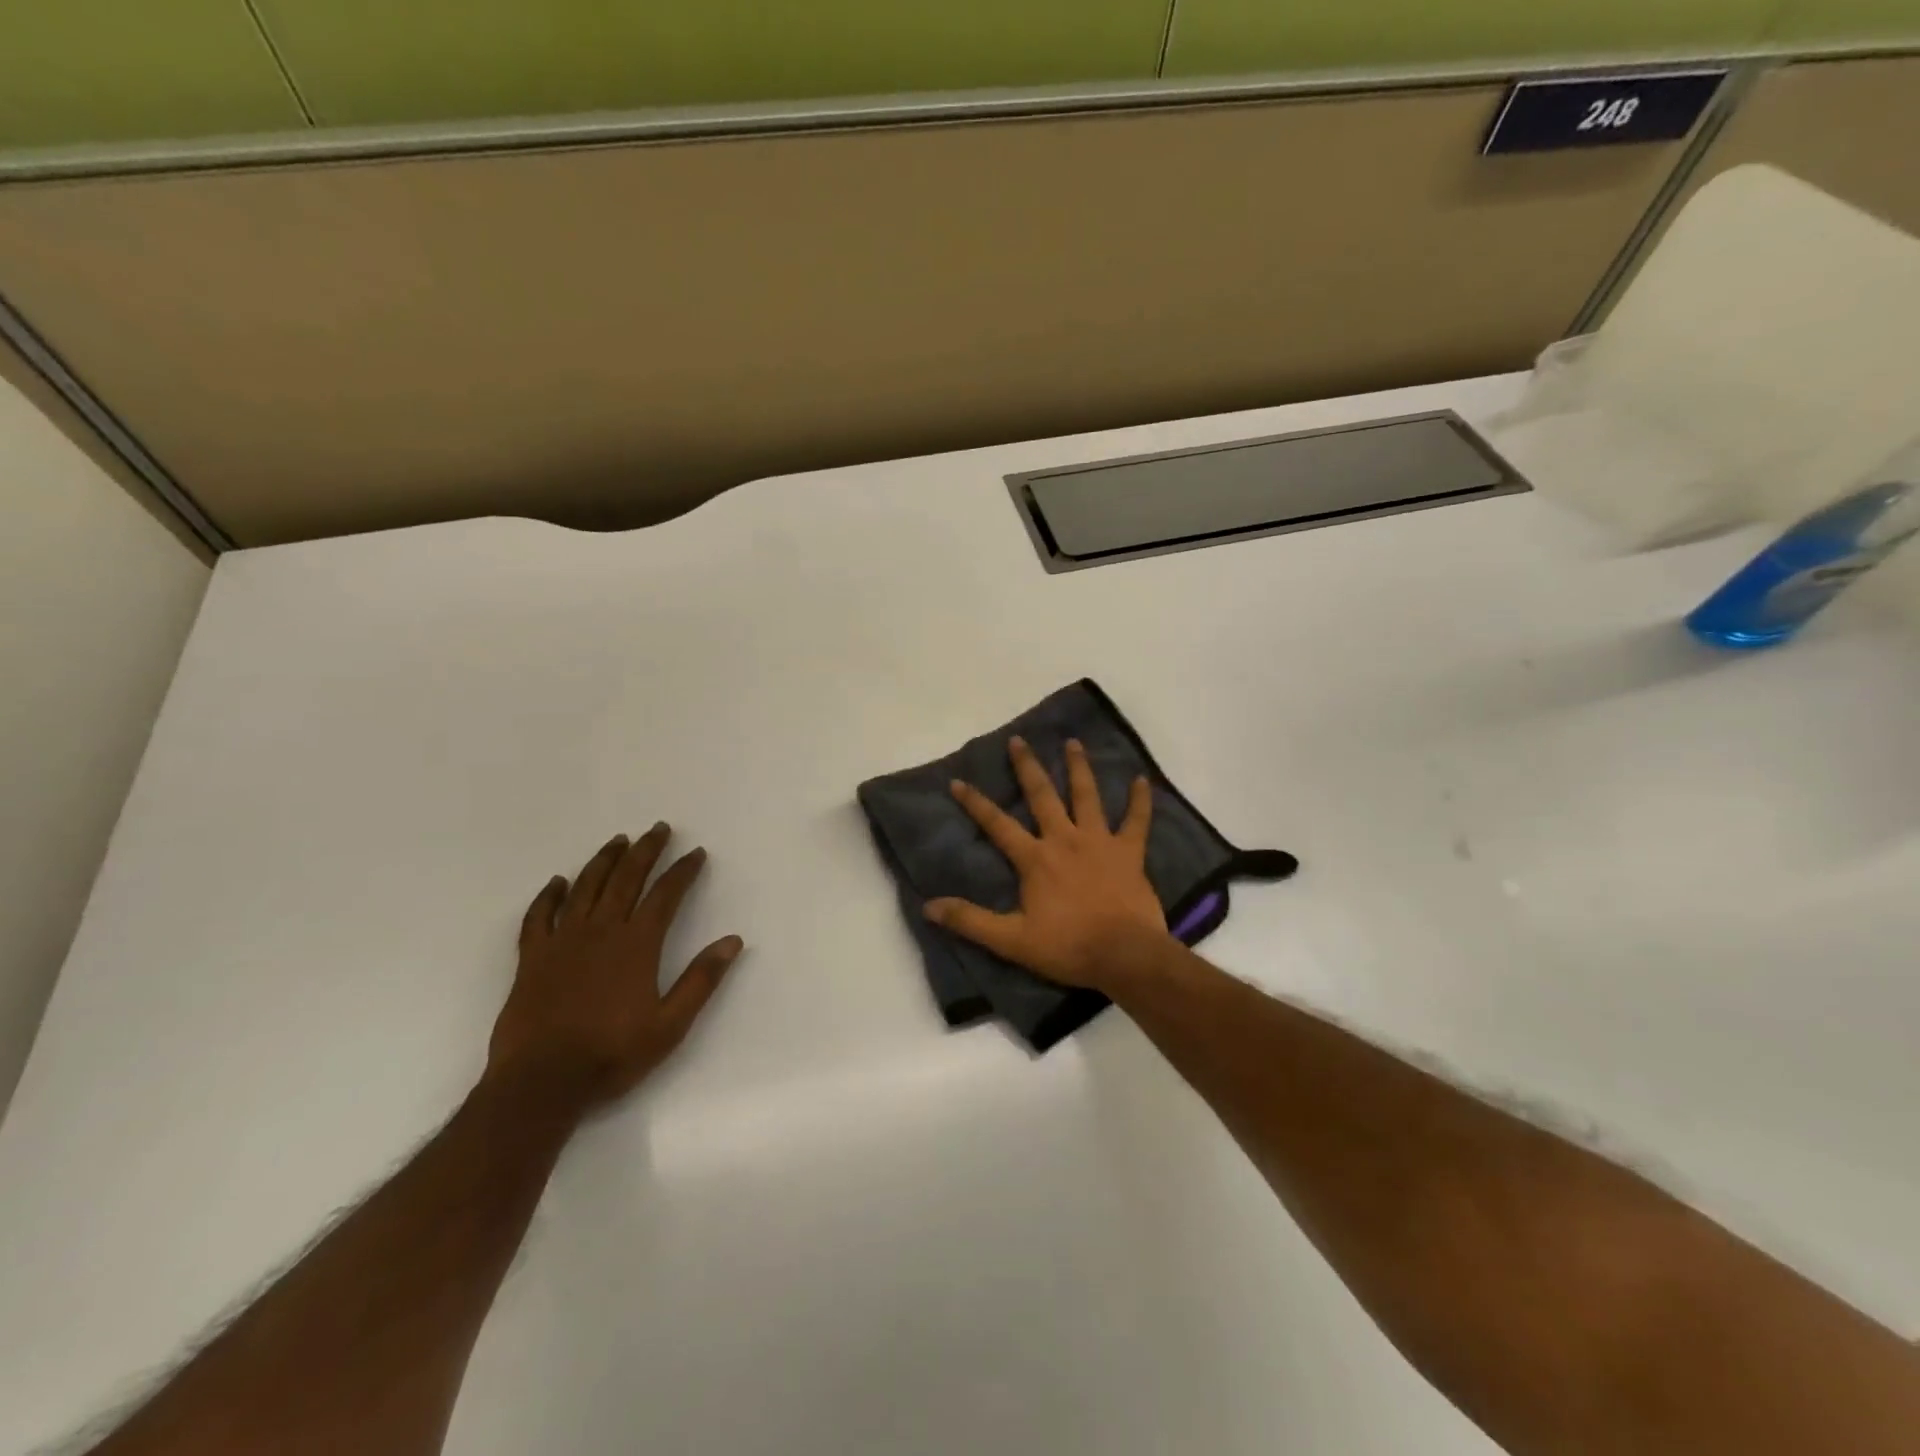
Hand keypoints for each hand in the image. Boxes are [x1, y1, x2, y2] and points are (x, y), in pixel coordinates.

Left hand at [488, 825, 742, 1108]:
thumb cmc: (612, 1054)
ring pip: (586, 887)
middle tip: (659, 828)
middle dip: (646, 850)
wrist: (541, 1083)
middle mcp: (601, 931)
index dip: (683, 871)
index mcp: (637, 945)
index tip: (696, 853)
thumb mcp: (670, 1025)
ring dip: (604, 860)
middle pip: (626, 879)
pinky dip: (549, 895)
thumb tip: (733, 941)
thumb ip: (701, 980)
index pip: (666, 895)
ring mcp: (563, 941)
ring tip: (619, 840)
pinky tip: (558, 881)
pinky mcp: (532, 958)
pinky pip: (539, 916)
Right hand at [925, 737, 1172, 992]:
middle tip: (1018, 740)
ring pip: (1087, 796)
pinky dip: (1140, 800)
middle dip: (1027, 767)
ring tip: (1073, 742)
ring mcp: (1100, 842)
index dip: (975, 802)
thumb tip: (928, 906)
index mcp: (1035, 858)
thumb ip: (971, 921)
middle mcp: (1065, 839)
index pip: (998, 824)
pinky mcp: (1130, 852)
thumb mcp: (1011, 940)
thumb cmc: (1068, 947)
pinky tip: (1142, 780)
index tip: (958, 780)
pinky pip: (1136, 821)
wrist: (1125, 955)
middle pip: (1042, 796)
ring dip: (1079, 768)